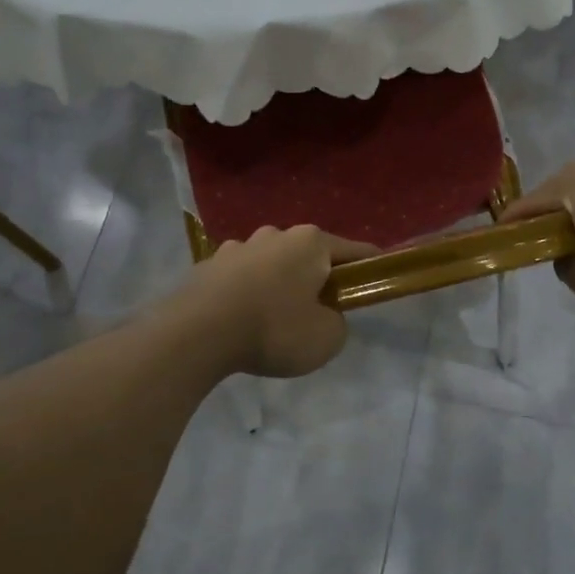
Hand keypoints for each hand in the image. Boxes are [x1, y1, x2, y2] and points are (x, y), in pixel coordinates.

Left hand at [169, 226, 378, 377]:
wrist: (198, 333)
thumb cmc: (274, 329)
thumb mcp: (327, 338)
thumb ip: (337, 323)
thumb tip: (323, 315)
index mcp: (311, 243)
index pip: (353, 250)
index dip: (369, 267)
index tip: (376, 279)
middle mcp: (275, 235)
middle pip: (308, 255)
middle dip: (317, 277)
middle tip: (320, 310)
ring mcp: (238, 247)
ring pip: (271, 264)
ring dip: (279, 283)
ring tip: (275, 318)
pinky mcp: (208, 265)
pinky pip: (240, 278)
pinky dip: (248, 293)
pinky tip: (242, 319)